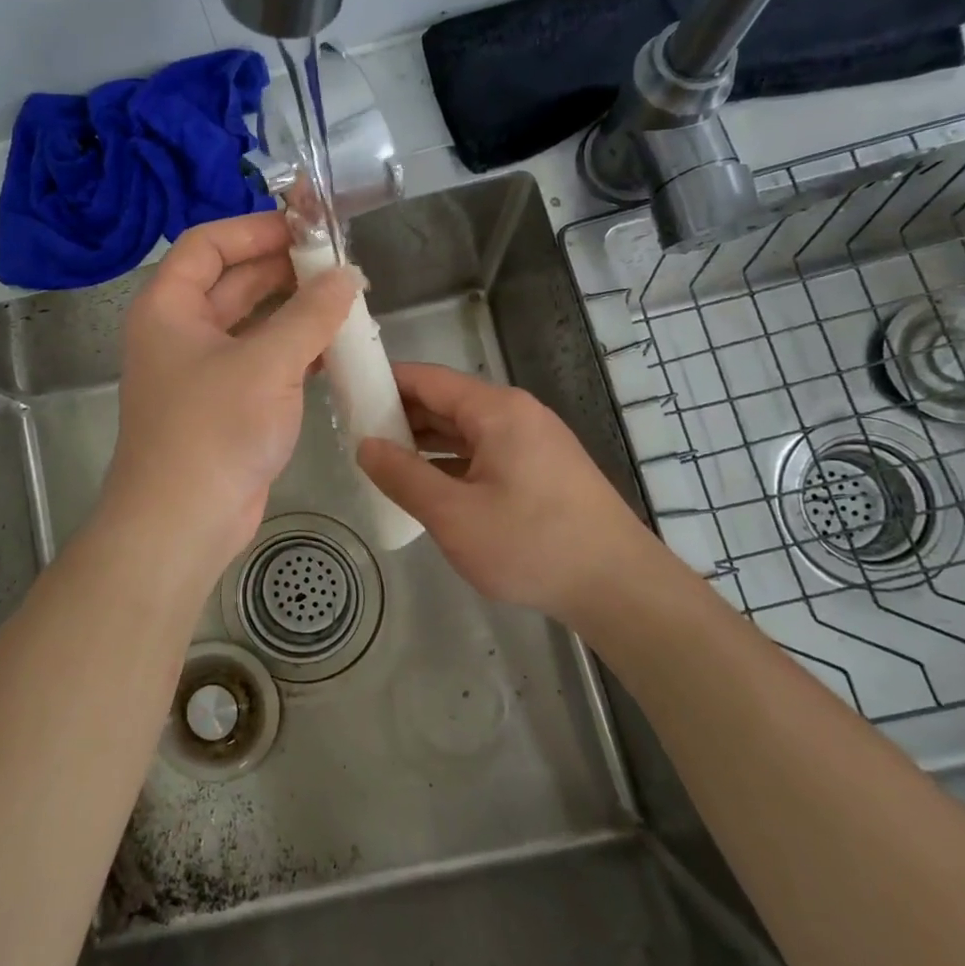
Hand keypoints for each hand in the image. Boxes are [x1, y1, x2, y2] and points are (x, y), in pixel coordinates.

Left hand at [101, 213, 358, 576]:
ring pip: (253, 324)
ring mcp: (203, 371)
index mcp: (169, 307)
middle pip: (233, 282)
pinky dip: (296, 350)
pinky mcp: (227, 405)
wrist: (183, 522)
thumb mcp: (266, 363)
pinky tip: (337, 348)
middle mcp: (181, 332)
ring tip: (346, 300)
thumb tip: (347, 275)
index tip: (305, 225)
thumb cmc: (213, 430)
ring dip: (295, 311)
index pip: (207, 244)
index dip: (254, 229)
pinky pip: (264, 361)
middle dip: (284, 269)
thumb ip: (310, 314)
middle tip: (338, 263)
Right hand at [357, 362, 654, 624]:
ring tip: (381, 460)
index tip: (345, 395)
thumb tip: (365, 446)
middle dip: (400, 415)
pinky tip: (428, 485)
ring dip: (424, 442)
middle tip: (353, 435)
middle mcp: (516, 414)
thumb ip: (403, 476)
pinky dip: (452, 462)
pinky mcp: (542, 469)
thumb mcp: (453, 515)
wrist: (619, 586)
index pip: (427, 379)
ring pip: (465, 430)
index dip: (383, 382)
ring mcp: (533, 442)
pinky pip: (485, 452)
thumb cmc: (531, 544)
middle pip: (446, 402)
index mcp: (496, 410)